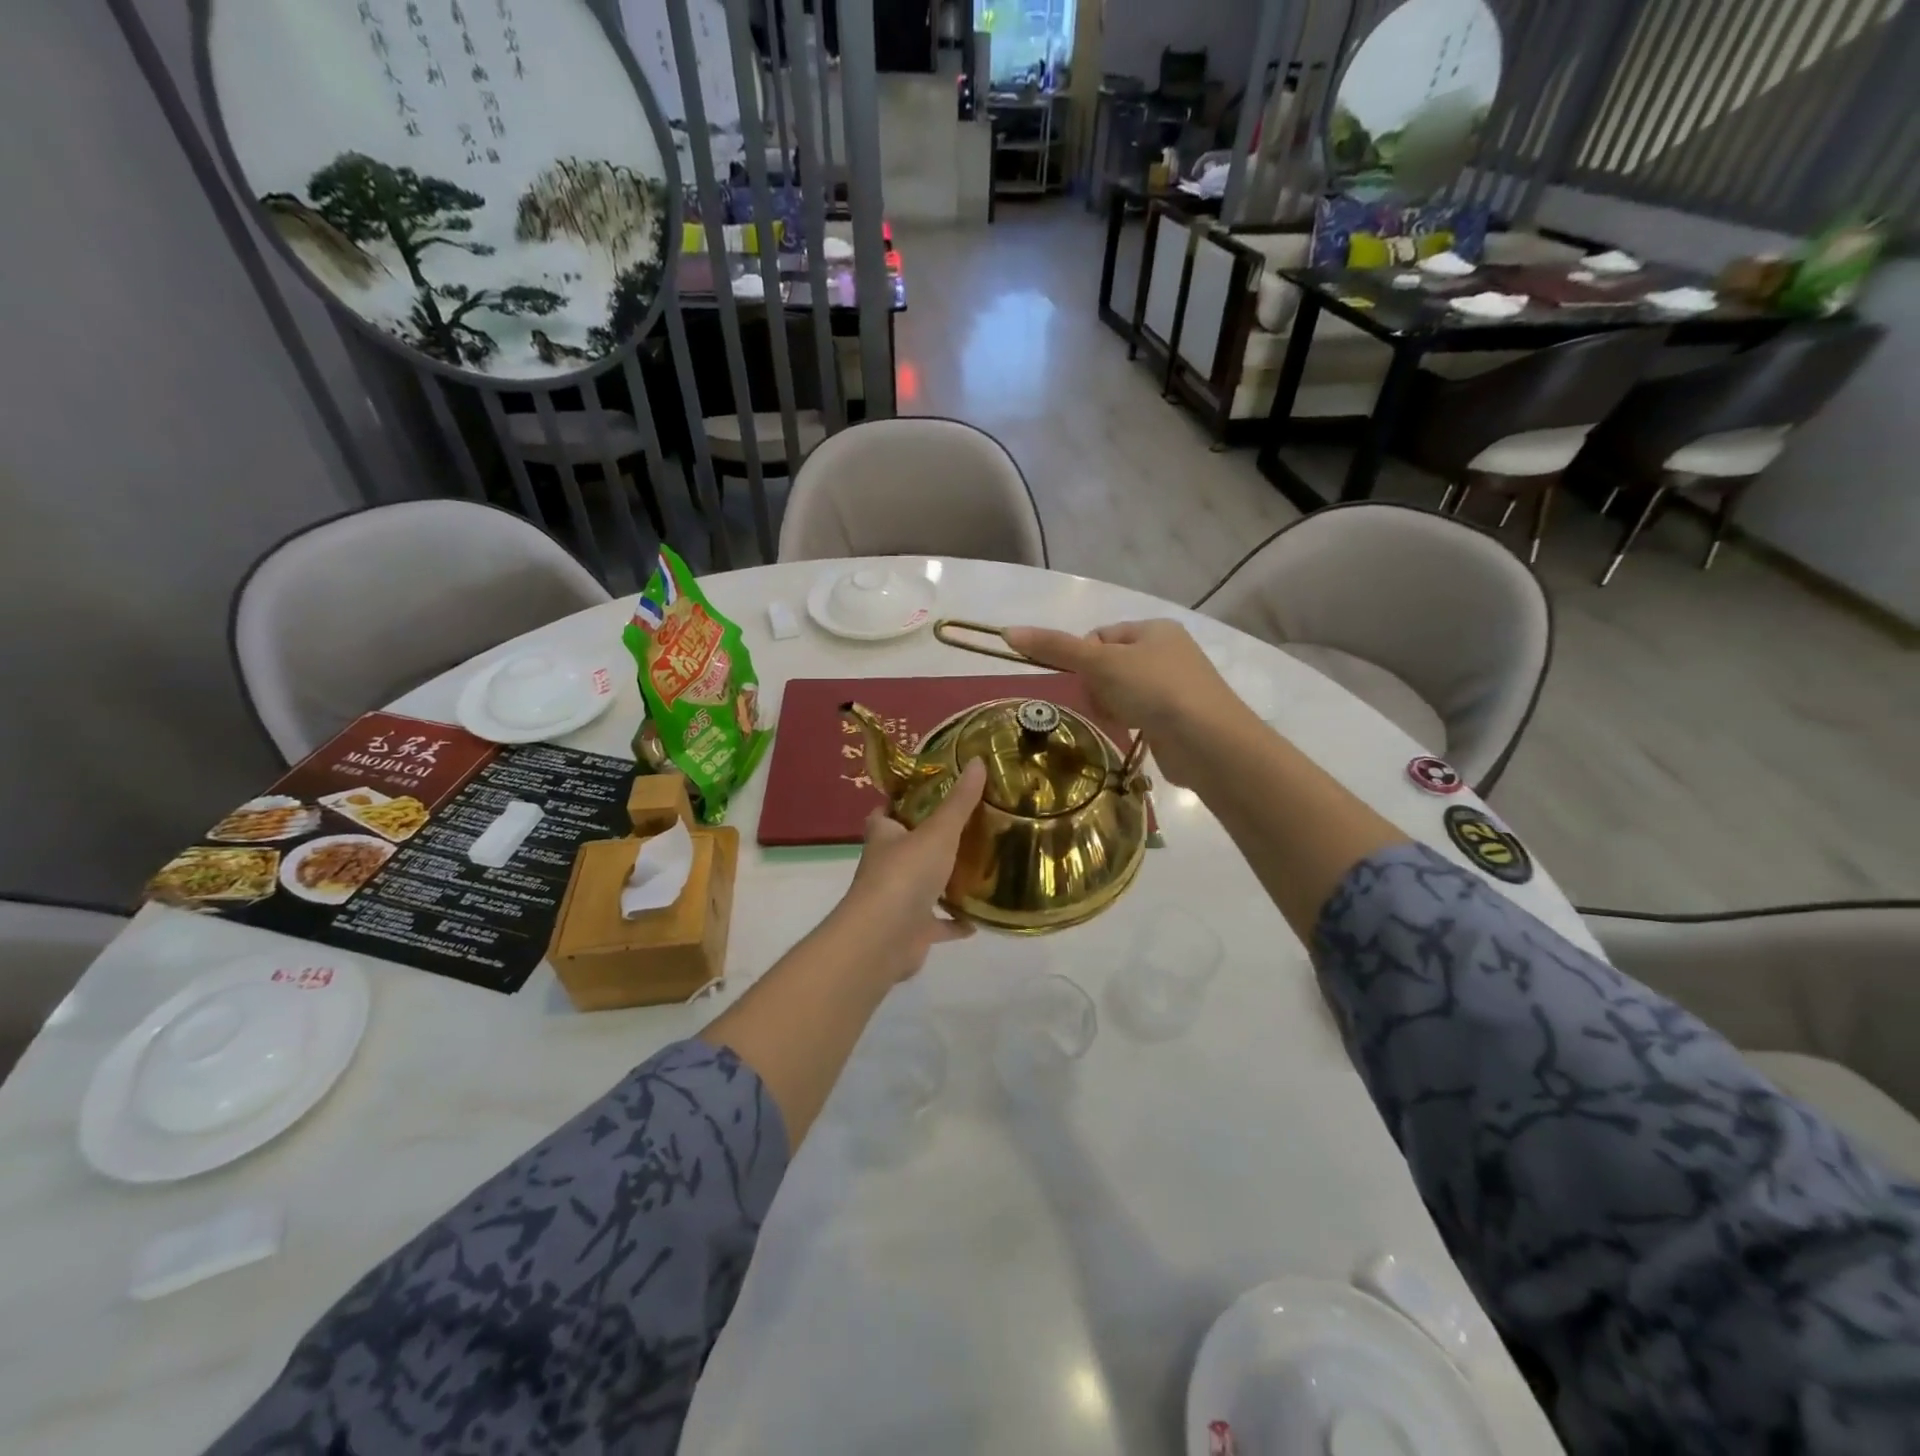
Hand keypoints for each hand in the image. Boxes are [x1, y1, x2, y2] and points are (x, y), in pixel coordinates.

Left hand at [835, 758, 986, 981]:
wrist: (884, 938)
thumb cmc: (905, 874)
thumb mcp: (938, 831)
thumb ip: (959, 801)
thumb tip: (978, 760)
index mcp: (884, 837)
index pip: (885, 813)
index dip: (900, 802)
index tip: (927, 792)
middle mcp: (886, 867)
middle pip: (905, 848)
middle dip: (928, 839)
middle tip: (965, 827)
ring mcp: (897, 901)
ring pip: (922, 886)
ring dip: (944, 881)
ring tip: (978, 868)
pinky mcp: (912, 931)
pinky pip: (937, 924)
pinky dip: (955, 922)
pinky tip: (978, 919)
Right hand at [1001, 620, 1248, 786]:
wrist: (1208, 741)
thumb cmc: (1154, 690)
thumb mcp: (1100, 663)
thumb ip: (1055, 648)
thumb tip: (1007, 631)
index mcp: (1154, 629)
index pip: (1100, 636)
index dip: (1083, 658)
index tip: (1084, 679)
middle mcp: (1168, 652)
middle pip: (1109, 666)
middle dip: (1097, 686)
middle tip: (1102, 702)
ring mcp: (1177, 687)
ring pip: (1121, 693)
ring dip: (1110, 707)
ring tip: (1117, 721)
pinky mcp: (1178, 719)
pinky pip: (1139, 715)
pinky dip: (1129, 723)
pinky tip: (1130, 734)